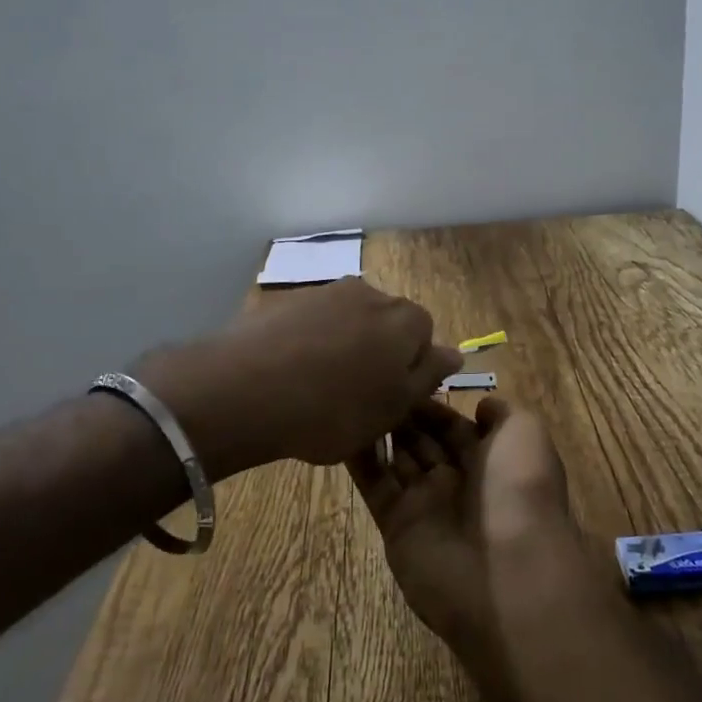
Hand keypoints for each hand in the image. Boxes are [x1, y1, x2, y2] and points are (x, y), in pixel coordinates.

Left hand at [136, 278, 460, 475]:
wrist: (247, 388)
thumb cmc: (335, 409)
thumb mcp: (393, 407)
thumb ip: (427, 375)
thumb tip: (454, 352)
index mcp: (405, 320)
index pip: (425, 335)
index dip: (410, 368)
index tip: (390, 398)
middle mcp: (370, 294)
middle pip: (386, 323)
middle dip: (378, 353)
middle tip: (357, 395)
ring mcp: (324, 292)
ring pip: (347, 321)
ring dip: (343, 347)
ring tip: (319, 387)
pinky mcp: (286, 300)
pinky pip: (311, 322)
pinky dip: (309, 343)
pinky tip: (290, 374)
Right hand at [346, 398, 578, 663]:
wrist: (508, 571)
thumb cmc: (520, 489)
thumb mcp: (526, 434)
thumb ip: (503, 414)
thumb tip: (480, 406)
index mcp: (491, 460)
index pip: (454, 425)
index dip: (431, 402)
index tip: (404, 375)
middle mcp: (457, 481)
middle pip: (423, 440)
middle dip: (402, 414)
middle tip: (371, 382)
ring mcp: (426, 504)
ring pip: (397, 459)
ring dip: (378, 430)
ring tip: (350, 395)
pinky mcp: (397, 526)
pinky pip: (375, 485)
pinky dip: (358, 459)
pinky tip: (337, 428)